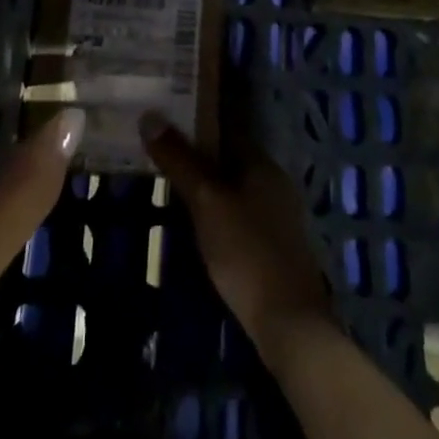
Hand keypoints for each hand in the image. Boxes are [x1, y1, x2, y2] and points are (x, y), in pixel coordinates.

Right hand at [140, 113, 333, 362]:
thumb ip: (180, 160)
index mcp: (262, 163)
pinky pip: (238, 212)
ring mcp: (276, 215)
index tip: (163, 118)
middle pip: (229, 157)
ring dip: (205, 183)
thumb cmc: (246, 251)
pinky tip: (195, 221)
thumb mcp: (206, 201)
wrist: (288, 322)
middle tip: (156, 150)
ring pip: (233, 186)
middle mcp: (273, 182)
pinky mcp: (272, 244)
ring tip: (167, 183)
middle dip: (196, 153)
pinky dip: (216, 209)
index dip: (195, 121)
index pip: (226, 127)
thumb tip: (150, 116)